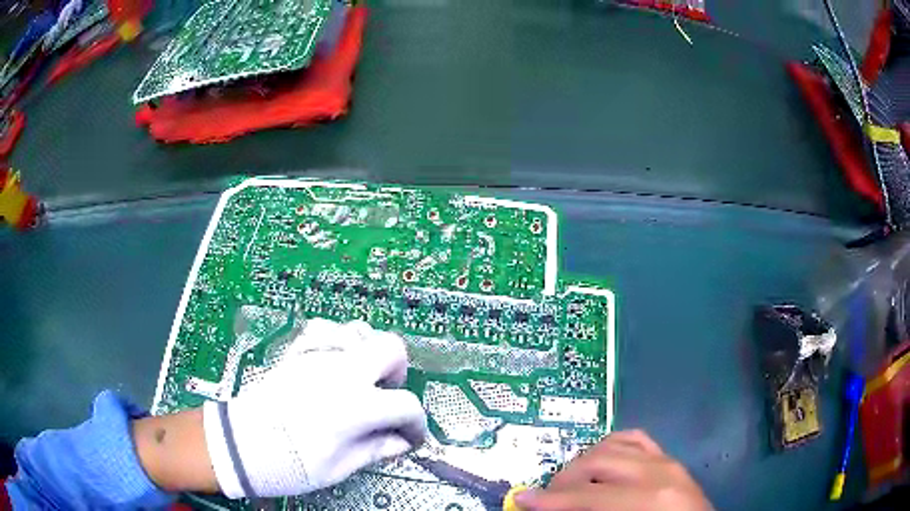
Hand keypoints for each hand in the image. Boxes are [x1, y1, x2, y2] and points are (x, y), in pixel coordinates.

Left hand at [202, 319, 427, 497]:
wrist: (241, 446)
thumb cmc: (290, 464)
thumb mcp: (339, 467)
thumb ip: (376, 449)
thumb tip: (402, 443)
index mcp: (356, 406)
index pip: (406, 405)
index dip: (416, 424)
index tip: (409, 437)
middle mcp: (342, 372)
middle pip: (391, 348)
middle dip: (398, 372)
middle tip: (386, 395)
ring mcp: (317, 357)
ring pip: (359, 330)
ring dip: (370, 352)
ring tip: (362, 377)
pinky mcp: (297, 353)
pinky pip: (324, 328)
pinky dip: (338, 339)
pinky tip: (335, 360)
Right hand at [515, 430, 711, 510]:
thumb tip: (553, 508)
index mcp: (647, 499)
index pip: (586, 495)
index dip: (550, 500)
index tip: (522, 500)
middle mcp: (658, 472)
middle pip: (597, 462)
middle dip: (564, 478)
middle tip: (546, 496)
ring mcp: (668, 461)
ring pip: (614, 443)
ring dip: (585, 460)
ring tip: (571, 481)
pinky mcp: (671, 459)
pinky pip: (637, 439)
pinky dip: (613, 445)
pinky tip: (601, 459)